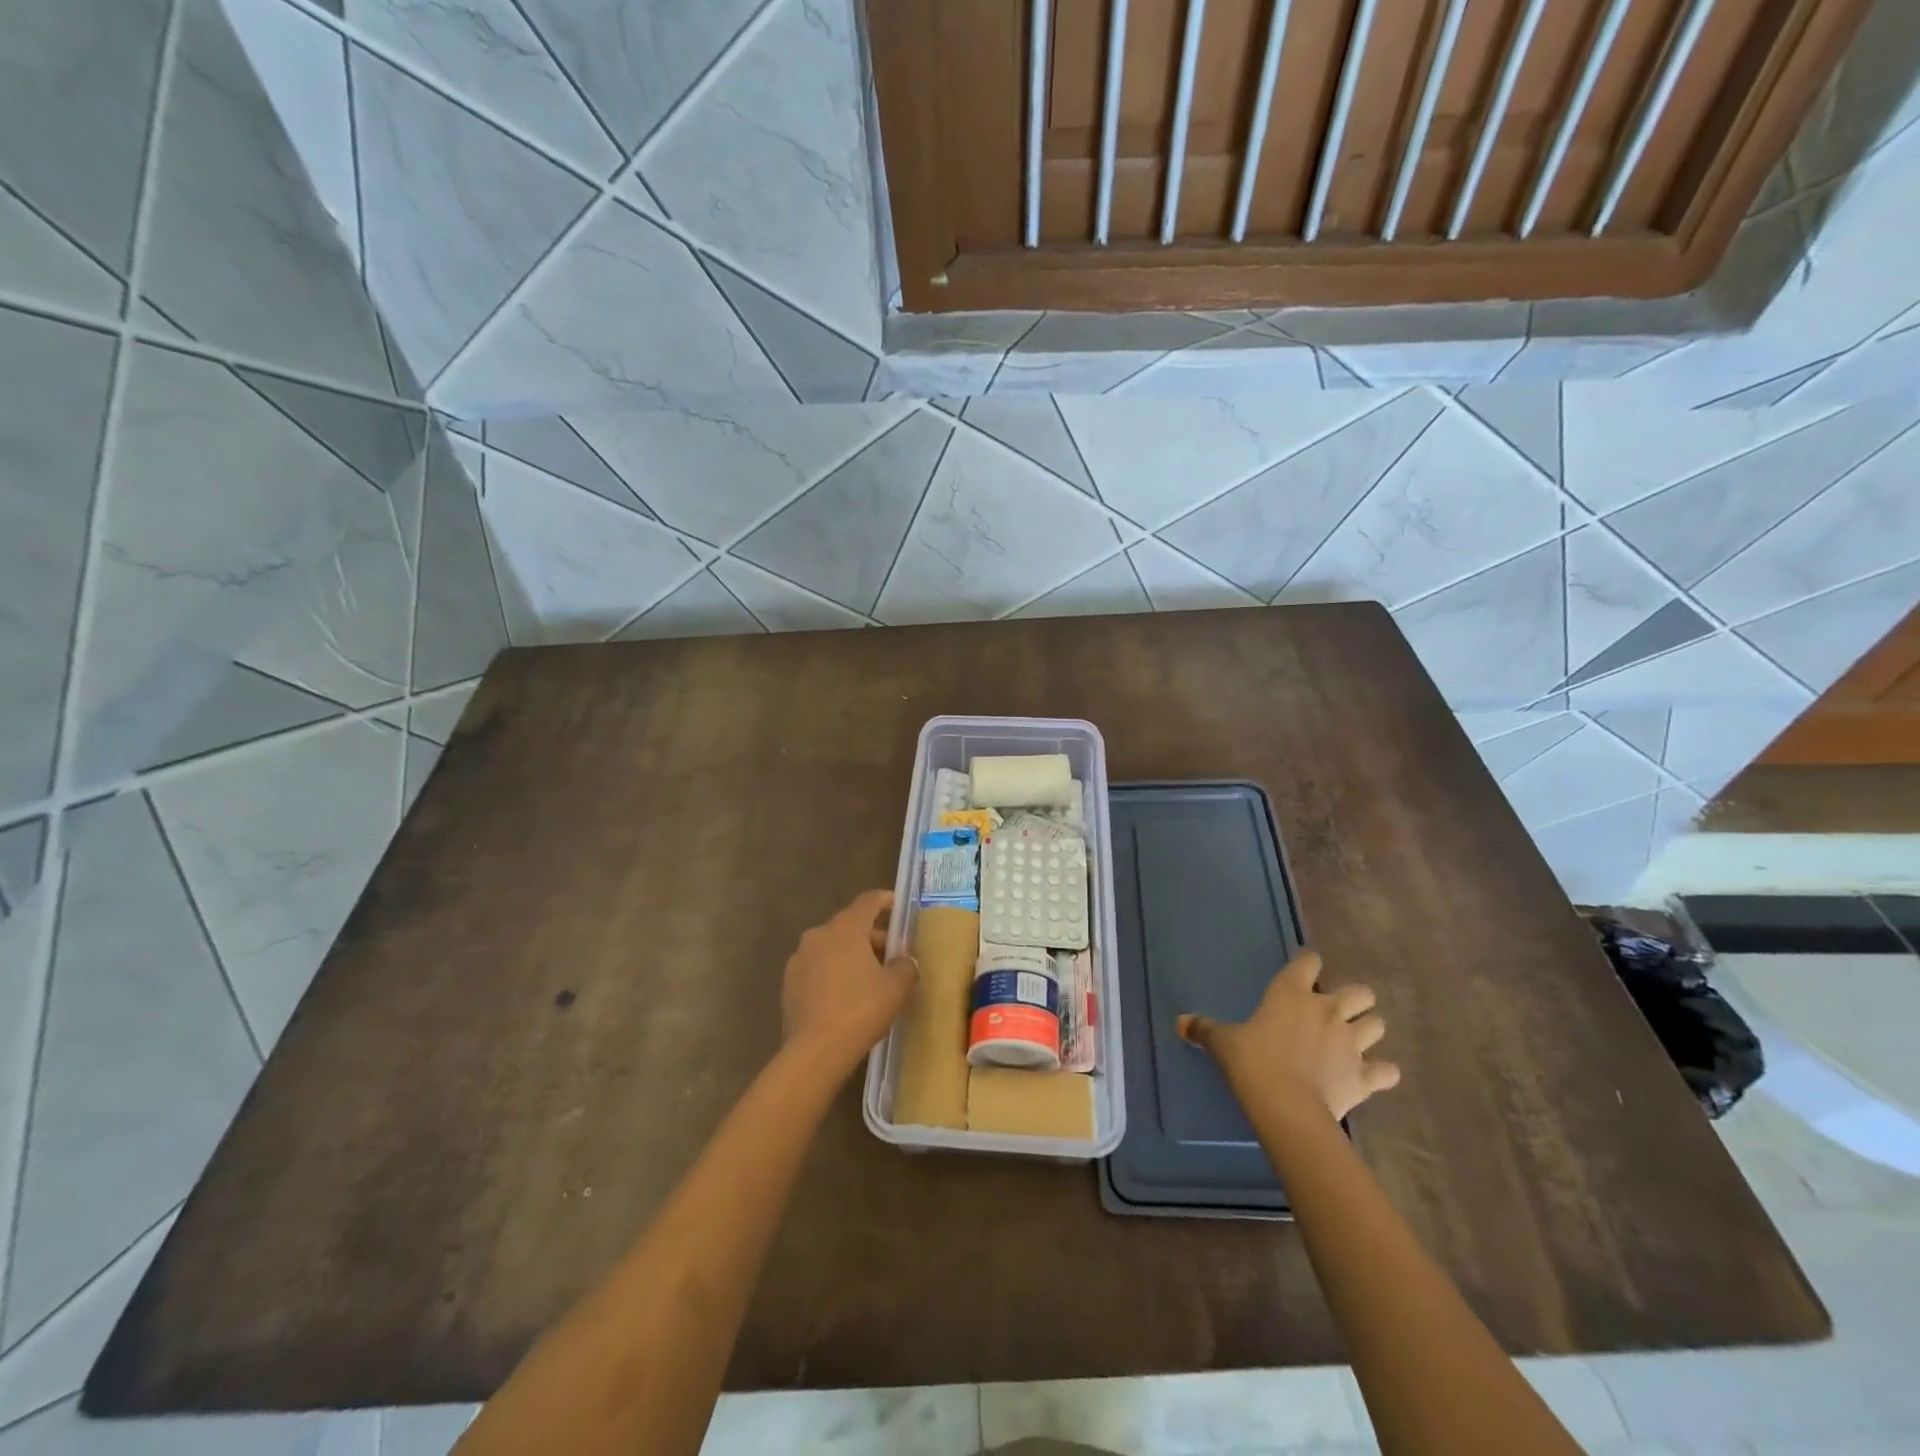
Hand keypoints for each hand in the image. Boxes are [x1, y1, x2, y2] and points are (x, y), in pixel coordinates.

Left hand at [782, 891, 917, 1074]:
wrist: (815, 1052)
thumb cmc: (861, 1010)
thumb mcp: (897, 987)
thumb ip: (905, 966)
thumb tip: (903, 961)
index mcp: (845, 928)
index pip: (869, 901)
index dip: (886, 900)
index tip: (899, 907)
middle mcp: (818, 935)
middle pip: (850, 926)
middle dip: (872, 937)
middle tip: (891, 958)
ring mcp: (799, 959)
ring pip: (832, 948)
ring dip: (851, 956)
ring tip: (869, 981)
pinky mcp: (789, 984)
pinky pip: (817, 969)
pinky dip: (833, 974)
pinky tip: (846, 998)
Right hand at [1178, 951, 1400, 1121]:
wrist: (1287, 1107)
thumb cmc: (1252, 1063)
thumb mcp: (1223, 1043)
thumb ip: (1205, 1029)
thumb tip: (1180, 1022)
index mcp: (1292, 993)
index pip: (1308, 961)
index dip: (1307, 963)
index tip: (1302, 970)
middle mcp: (1328, 1011)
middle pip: (1359, 991)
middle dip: (1353, 998)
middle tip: (1335, 1011)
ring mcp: (1352, 1043)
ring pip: (1378, 1024)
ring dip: (1369, 1029)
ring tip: (1355, 1040)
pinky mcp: (1366, 1077)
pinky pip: (1387, 1070)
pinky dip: (1382, 1072)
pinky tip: (1372, 1075)